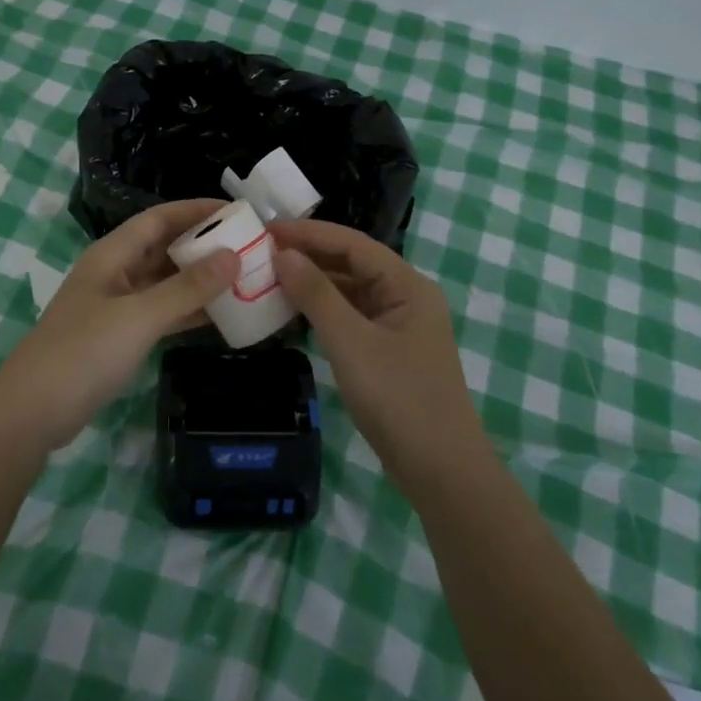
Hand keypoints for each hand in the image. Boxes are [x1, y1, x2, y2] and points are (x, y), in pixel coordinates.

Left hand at [0, 200, 239, 449]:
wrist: (33, 411)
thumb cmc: (84, 351)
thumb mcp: (140, 316)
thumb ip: (187, 287)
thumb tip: (233, 257)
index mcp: (112, 254)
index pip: (159, 218)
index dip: (196, 211)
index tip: (237, 211)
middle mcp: (115, 273)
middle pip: (164, 248)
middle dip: (204, 245)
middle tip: (249, 246)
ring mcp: (117, 307)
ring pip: (166, 283)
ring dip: (200, 280)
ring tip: (245, 278)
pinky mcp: (120, 337)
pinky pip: (162, 313)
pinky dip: (189, 312)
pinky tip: (222, 316)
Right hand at [270, 218, 484, 492]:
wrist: (440, 471)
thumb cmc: (399, 399)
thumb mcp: (352, 343)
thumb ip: (317, 295)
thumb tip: (283, 254)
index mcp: (407, 285)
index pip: (353, 243)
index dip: (309, 233)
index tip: (266, 230)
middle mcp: (406, 296)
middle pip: (352, 263)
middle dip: (309, 255)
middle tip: (260, 252)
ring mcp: (398, 326)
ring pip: (350, 291)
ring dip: (313, 283)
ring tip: (269, 276)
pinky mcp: (388, 351)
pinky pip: (351, 317)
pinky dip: (322, 311)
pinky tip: (293, 312)